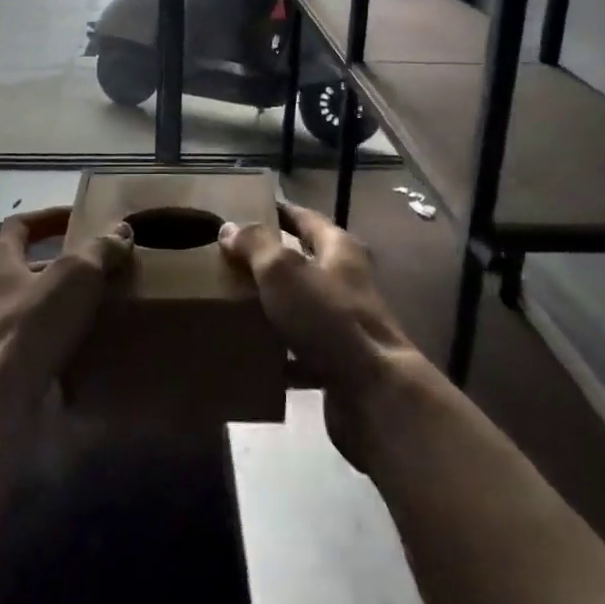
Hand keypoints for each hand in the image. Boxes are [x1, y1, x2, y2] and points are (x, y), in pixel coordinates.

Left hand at [0, 207, 132, 405]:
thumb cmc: (31, 325)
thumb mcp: (76, 276)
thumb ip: (99, 249)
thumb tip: (120, 230)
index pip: (20, 225)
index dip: (50, 218)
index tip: (79, 218)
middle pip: (23, 269)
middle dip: (58, 268)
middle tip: (96, 272)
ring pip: (24, 311)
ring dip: (54, 309)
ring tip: (92, 314)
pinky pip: (24, 348)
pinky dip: (48, 345)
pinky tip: (76, 354)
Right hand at [219, 202, 419, 464]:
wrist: (374, 395)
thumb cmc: (329, 319)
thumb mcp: (283, 271)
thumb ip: (256, 245)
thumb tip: (230, 227)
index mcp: (339, 251)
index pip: (306, 218)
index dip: (280, 211)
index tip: (250, 208)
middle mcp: (346, 283)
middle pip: (305, 262)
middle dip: (271, 261)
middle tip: (231, 260)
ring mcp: (345, 325)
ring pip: (302, 307)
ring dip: (274, 307)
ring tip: (233, 305)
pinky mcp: (340, 364)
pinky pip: (302, 352)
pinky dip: (279, 353)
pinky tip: (253, 357)